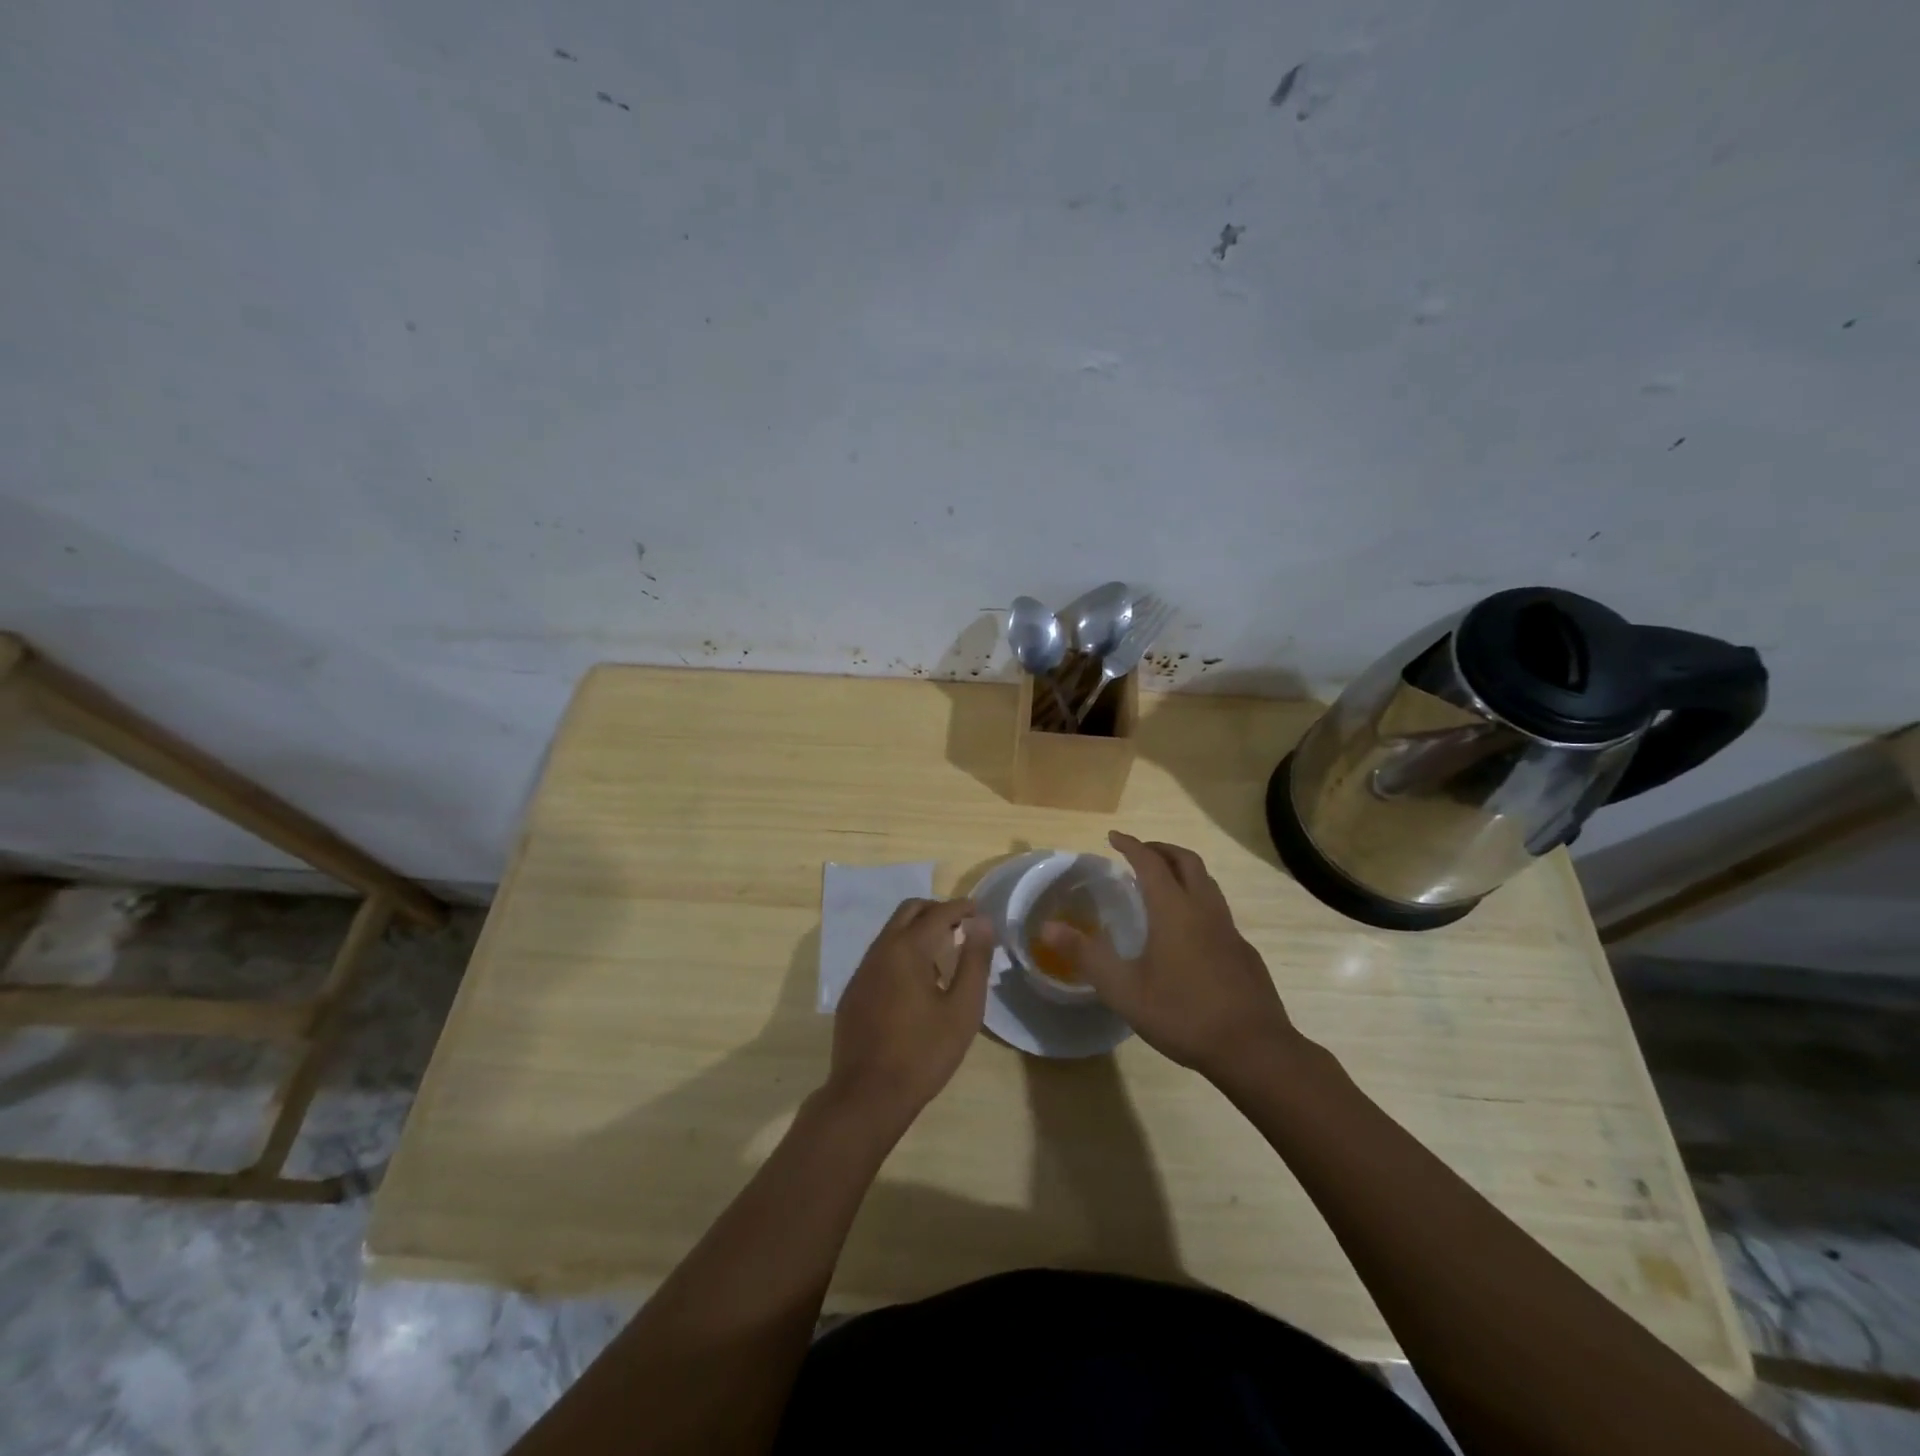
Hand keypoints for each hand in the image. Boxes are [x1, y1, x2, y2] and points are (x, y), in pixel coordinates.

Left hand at [824, 898, 994, 1134]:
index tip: (979, 911)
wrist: (867, 1095)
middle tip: (961, 926)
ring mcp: (863, 970)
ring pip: (891, 931)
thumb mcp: (962, 1010)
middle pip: (908, 911)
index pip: (938, 912)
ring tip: (943, 953)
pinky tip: (917, 981)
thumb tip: (982, 924)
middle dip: (936, 910)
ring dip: (917, 930)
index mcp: (907, 949)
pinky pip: (881, 955)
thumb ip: (974, 962)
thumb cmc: (923, 1053)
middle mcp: (880, 950)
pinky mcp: (854, 990)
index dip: (961, 907)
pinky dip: (902, 950)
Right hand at [1040, 832, 1296, 1083]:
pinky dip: (1198, 901)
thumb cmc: (1183, 1014)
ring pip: (1207, 884)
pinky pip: (1218, 910)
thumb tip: (1046, 927)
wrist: (1254, 1049)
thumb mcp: (1124, 990)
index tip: (1114, 837)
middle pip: (1187, 861)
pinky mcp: (1244, 952)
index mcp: (1174, 910)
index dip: (1131, 846)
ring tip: (1163, 884)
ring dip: (1183, 871)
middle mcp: (1204, 910)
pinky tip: (1188, 931)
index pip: (1151, 863)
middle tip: (1140, 853)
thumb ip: (1086, 955)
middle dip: (1161, 849)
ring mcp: (1229, 930)